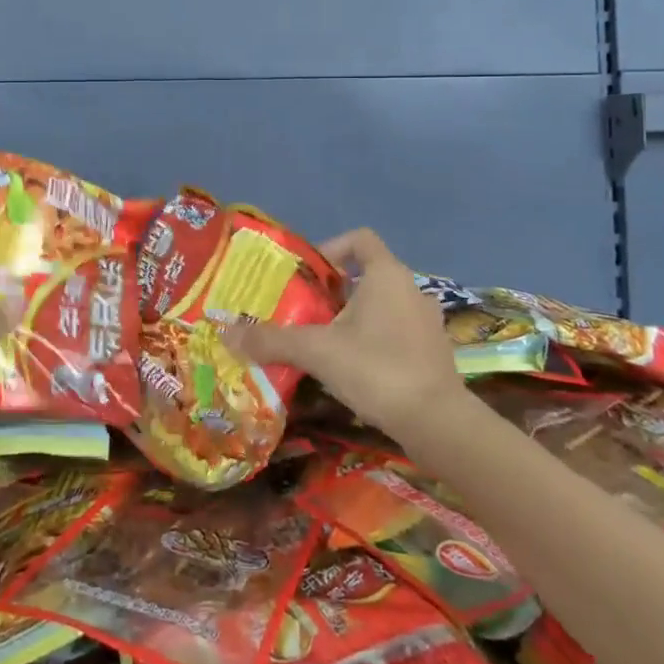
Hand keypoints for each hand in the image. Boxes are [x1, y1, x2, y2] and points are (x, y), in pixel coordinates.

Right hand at [230, 228, 464, 440]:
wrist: (438, 424)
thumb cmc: (377, 369)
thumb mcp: (316, 351)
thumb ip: (271, 340)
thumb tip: (225, 333)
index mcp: (387, 275)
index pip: (360, 239)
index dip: (331, 248)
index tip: (309, 275)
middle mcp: (412, 290)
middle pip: (367, 275)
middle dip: (334, 291)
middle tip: (305, 312)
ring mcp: (427, 323)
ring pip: (383, 306)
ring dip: (354, 318)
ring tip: (324, 342)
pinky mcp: (434, 353)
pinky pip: (397, 332)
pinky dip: (374, 341)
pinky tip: (353, 369)